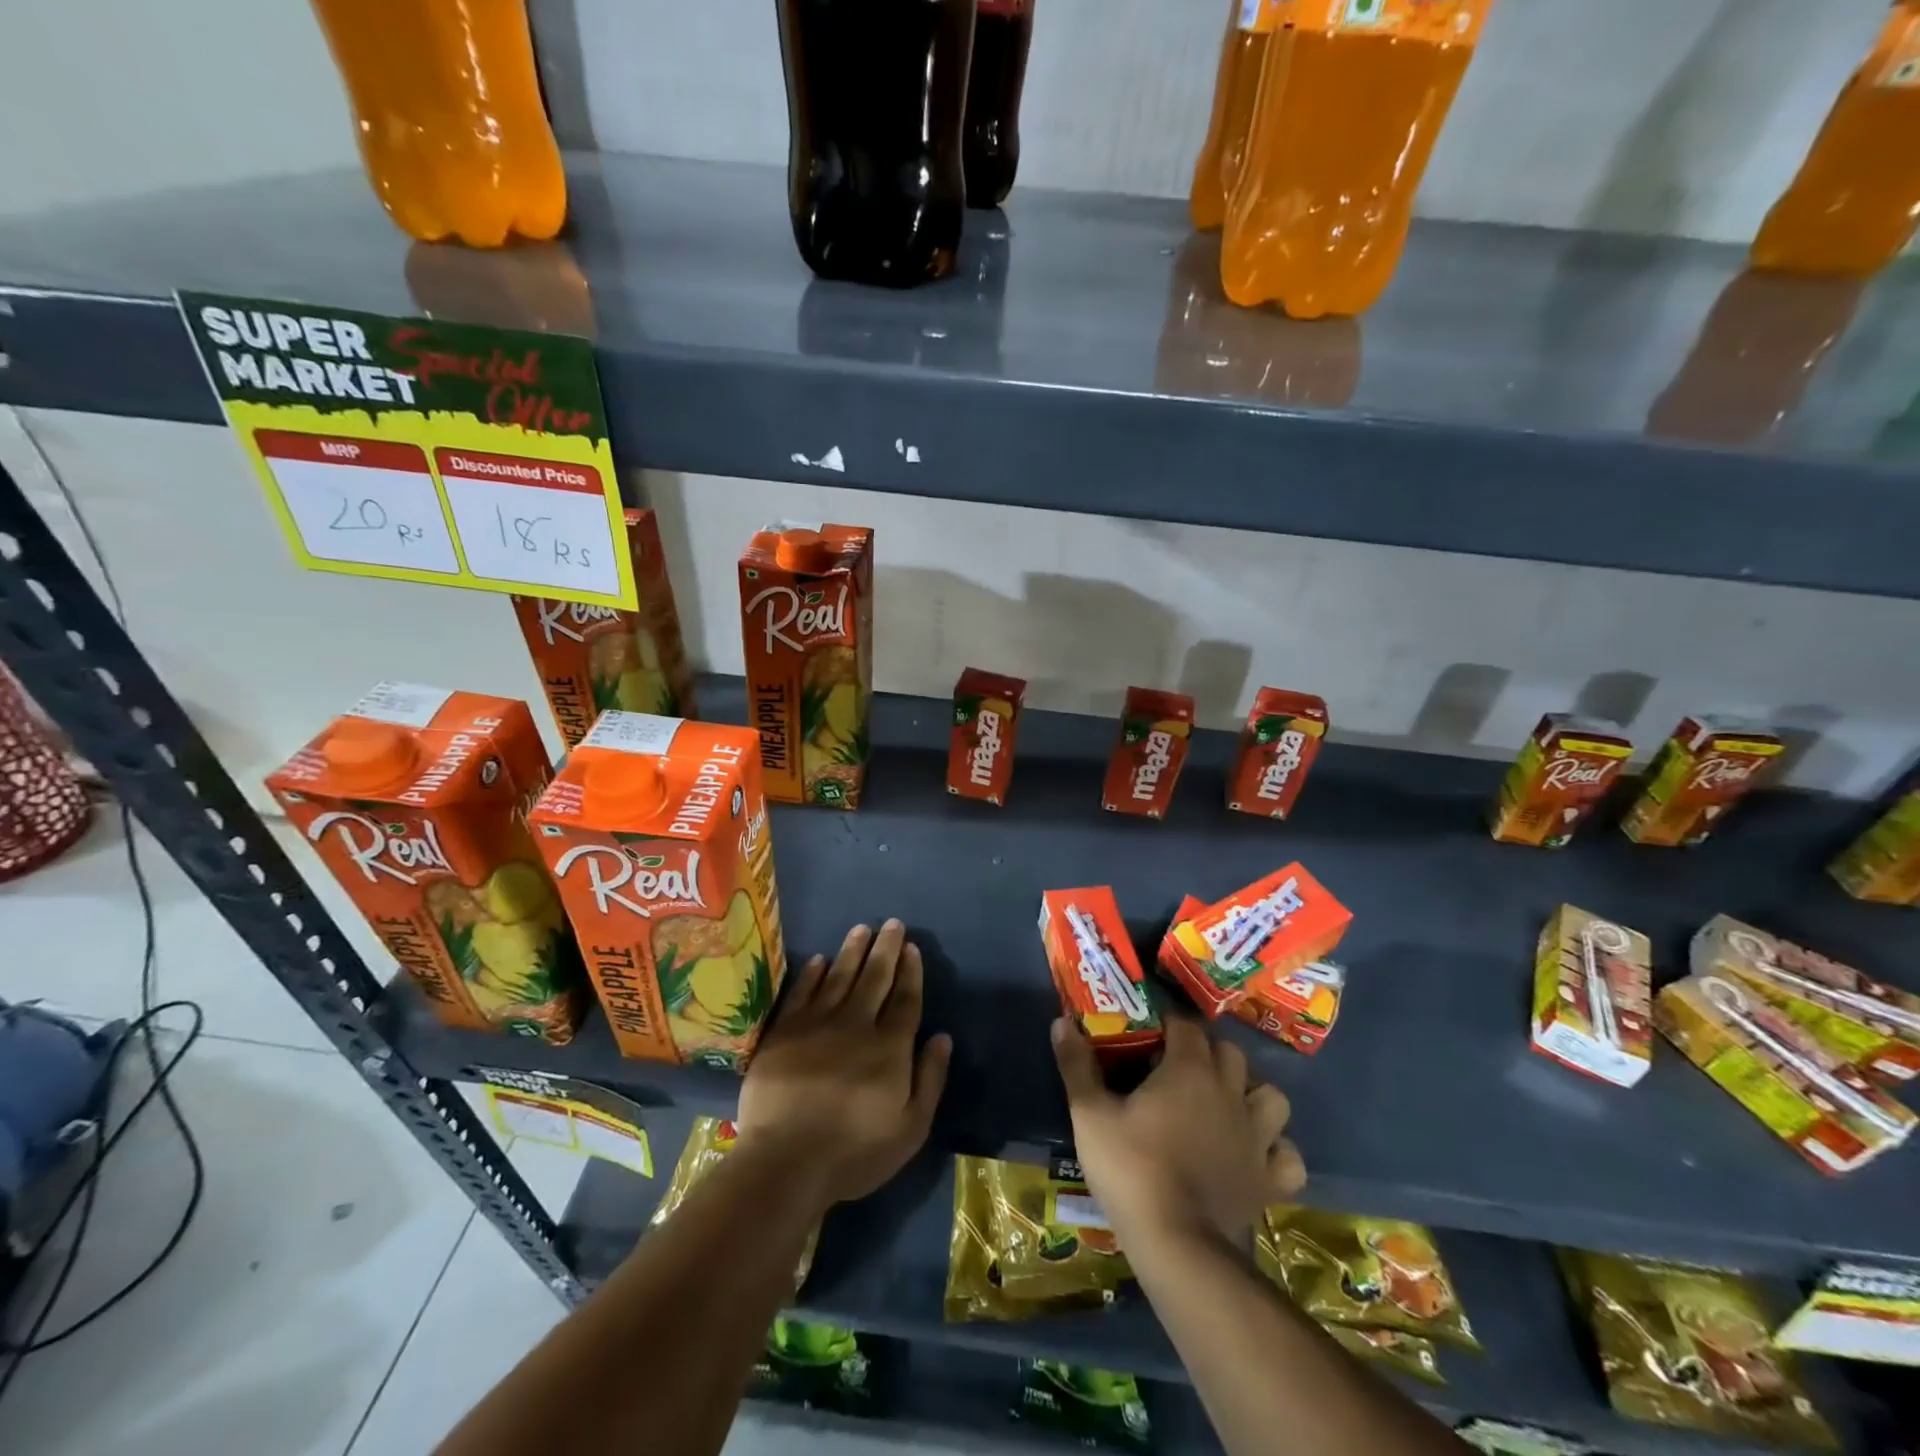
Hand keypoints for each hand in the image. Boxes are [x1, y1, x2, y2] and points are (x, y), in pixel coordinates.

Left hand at [736, 920, 952, 1211]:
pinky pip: (801, 993)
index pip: (905, 999)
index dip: (910, 971)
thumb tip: (942, 1037)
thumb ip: (930, 1079)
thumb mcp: (910, 1128)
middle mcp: (856, 1025)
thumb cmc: (854, 1152)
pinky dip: (812, 974)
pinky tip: (819, 960)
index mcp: (889, 1047)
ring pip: (839, 976)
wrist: (785, 1162)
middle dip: (886, 948)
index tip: (912, 947)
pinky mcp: (783, 1032)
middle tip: (892, 923)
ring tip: (861, 929)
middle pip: (875, 978)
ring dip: (852, 950)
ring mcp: (816, 1025)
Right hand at [1052, 1014, 1304, 1248]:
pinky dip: (1276, 1150)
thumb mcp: (1090, 1114)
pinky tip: (1254, 1154)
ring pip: (1271, 1096)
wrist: (1177, 1245)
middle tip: (1179, 1069)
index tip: (1148, 1036)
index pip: (1186, 1025)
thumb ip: (1077, 1065)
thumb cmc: (1131, 1169)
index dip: (1168, 1025)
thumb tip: (1061, 1021)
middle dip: (1208, 1053)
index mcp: (1189, 1069)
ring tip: (1225, 1106)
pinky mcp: (1270, 1179)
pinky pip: (1287, 1155)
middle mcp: (1230, 1092)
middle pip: (1230, 1053)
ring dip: (1251, 1094)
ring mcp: (1257, 1137)